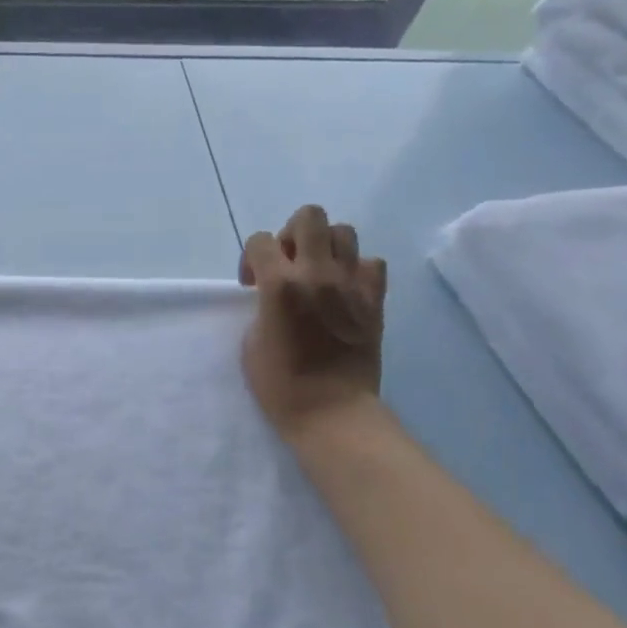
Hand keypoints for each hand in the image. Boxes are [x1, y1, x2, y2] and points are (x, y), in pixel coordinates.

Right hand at [239, 205, 386, 440]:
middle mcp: (316, 273)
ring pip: (344, 232)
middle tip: (288, 263)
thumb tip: (273, 291)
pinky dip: (358, 269)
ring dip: (326, 246)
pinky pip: (372, 264)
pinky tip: (345, 290)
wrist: (331, 411)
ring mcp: (351, 284)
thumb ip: (262, 304)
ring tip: (318, 272)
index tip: (252, 285)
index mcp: (279, 284)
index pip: (261, 240)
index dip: (251, 257)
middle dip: (292, 233)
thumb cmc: (280, 383)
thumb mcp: (252, 339)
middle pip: (309, 216)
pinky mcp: (375, 300)